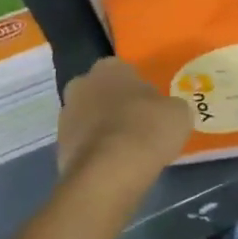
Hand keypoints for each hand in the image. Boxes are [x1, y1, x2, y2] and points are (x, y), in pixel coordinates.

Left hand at [57, 58, 192, 196]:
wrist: (109, 171)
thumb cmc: (147, 130)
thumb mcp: (178, 113)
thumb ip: (169, 106)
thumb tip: (165, 111)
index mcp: (109, 67)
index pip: (124, 72)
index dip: (138, 91)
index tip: (150, 109)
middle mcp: (82, 83)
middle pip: (101, 92)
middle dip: (113, 106)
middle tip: (136, 128)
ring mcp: (66, 114)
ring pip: (88, 118)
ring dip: (101, 130)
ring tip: (124, 152)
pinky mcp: (59, 145)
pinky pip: (82, 145)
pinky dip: (94, 153)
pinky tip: (111, 167)